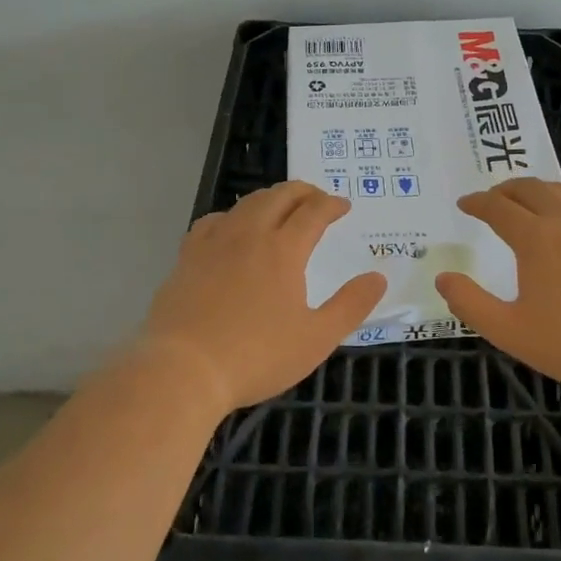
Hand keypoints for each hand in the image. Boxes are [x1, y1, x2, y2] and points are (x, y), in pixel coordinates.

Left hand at [140, 181, 386, 414]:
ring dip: (270, 198)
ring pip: (246, 204)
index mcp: (283, 249)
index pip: (314, 212)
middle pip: (279, 197)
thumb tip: (378, 277)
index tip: (344, 206)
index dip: (332, 204)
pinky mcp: (187, 257)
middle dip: (303, 191)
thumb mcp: (316, 339)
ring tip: (280, 207)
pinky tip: (231, 229)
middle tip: (317, 198)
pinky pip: (212, 221)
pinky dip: (231, 216)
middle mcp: (249, 234)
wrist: (183, 369)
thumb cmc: (256, 356)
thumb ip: (351, 305)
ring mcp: (214, 242)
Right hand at [435, 178, 560, 396]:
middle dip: (505, 189)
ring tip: (527, 201)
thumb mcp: (511, 332)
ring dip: (537, 190)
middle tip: (491, 198)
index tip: (464, 203)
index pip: (498, 207)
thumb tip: (443, 278)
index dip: (477, 202)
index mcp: (537, 237)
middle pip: (531, 188)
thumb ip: (471, 304)